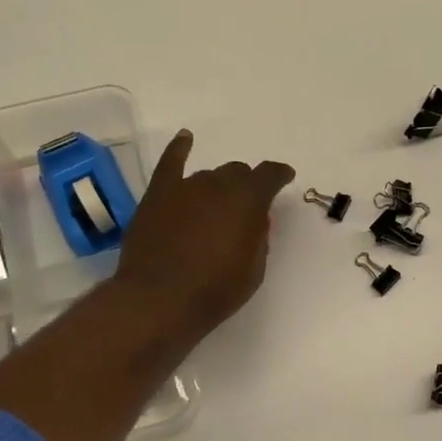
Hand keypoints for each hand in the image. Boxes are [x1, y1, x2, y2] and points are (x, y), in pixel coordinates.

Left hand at [115, 130, 294, 340]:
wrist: (158, 301)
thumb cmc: (214, 291)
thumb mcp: (254, 270)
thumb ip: (258, 239)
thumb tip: (255, 222)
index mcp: (248, 200)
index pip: (270, 175)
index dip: (279, 175)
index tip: (285, 177)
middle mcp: (218, 185)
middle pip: (237, 173)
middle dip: (245, 186)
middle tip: (245, 207)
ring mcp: (184, 187)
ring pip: (208, 175)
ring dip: (217, 186)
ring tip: (216, 205)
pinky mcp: (157, 196)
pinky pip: (170, 163)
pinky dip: (179, 149)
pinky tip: (185, 139)